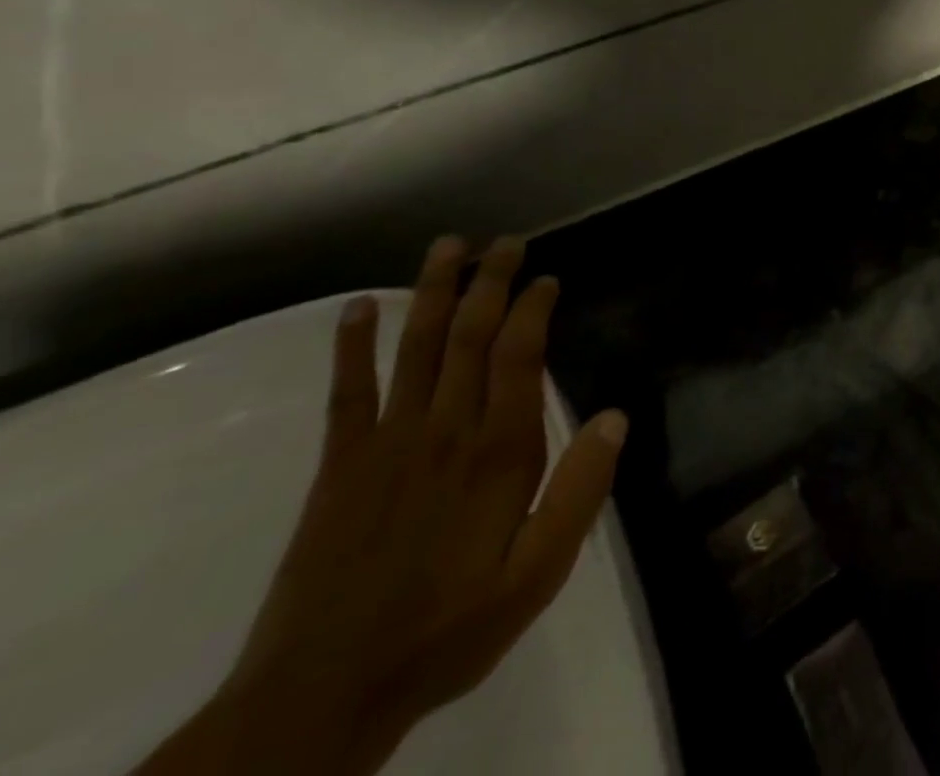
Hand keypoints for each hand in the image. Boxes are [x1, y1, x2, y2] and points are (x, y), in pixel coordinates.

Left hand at [167, 237, 626, 775]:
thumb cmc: (449, 629)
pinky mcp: (340, 465)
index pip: (519, 356)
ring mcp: (387, 443)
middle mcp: (445, 431)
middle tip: (506, 242)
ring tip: (447, 246)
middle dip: (489, 282)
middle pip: (469, 336)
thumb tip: (616, 415)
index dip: (533, 308)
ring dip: (431, 292)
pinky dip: (353, 346)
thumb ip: (580, 491)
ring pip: (416, 348)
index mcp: (498, 452)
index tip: (547, 278)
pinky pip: (348, 392)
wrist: (323, 697)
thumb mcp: (537, 574)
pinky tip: (358, 307)